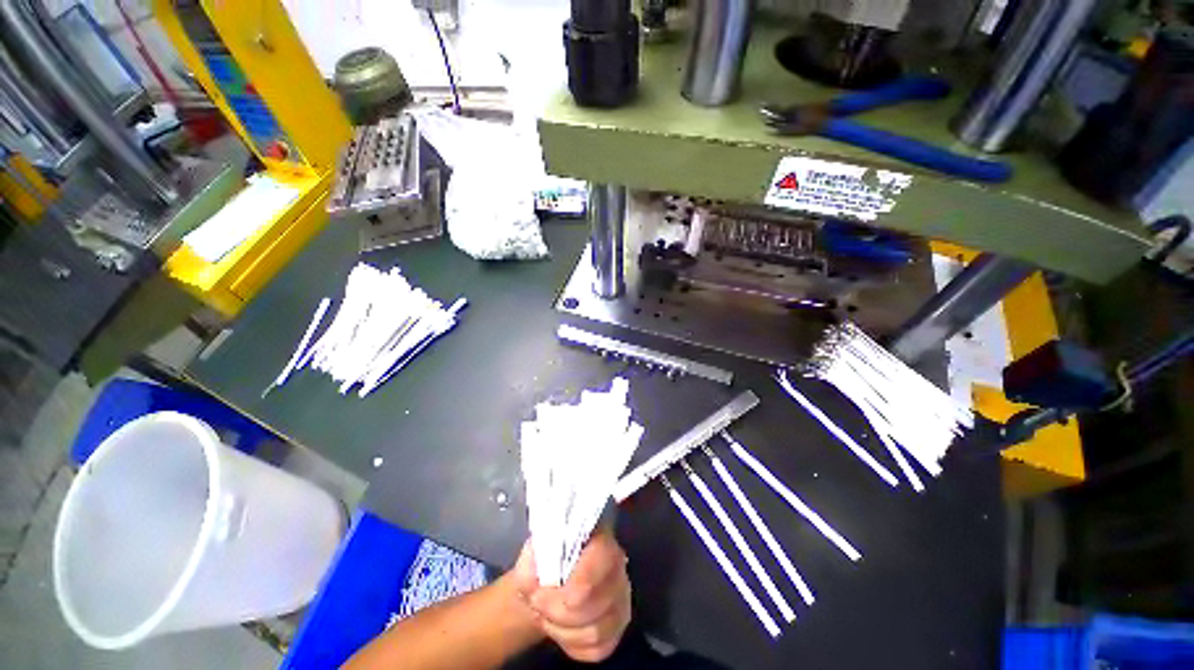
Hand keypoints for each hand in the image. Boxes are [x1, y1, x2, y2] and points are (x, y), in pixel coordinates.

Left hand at [512, 531, 632, 662]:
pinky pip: (598, 649)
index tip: (539, 595)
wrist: (544, 586)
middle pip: (595, 602)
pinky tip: (561, 629)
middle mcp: (618, 565)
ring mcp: (622, 598)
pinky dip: (572, 645)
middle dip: (557, 611)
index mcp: (599, 537)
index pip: (601, 559)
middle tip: (537, 605)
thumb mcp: (532, 554)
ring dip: (562, 629)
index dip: (574, 583)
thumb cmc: (541, 564)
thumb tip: (536, 573)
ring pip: (596, 631)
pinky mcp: (618, 627)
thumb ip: (534, 559)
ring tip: (546, 616)